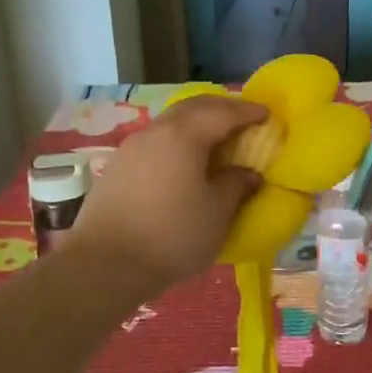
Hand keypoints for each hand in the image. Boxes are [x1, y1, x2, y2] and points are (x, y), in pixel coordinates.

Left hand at [61, 96, 264, 294]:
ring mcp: (132, 146)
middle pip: (194, 107)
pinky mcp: (118, 166)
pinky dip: (178, 140)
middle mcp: (156, 131)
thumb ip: (236, 185)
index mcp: (184, 135)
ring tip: (216, 140)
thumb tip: (247, 173)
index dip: (248, 112)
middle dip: (222, 108)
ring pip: (172, 121)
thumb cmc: (171, 236)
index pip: (223, 112)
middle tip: (243, 119)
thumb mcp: (217, 213)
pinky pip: (157, 140)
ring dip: (197, 123)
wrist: (104, 265)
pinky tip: (184, 161)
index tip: (267, 115)